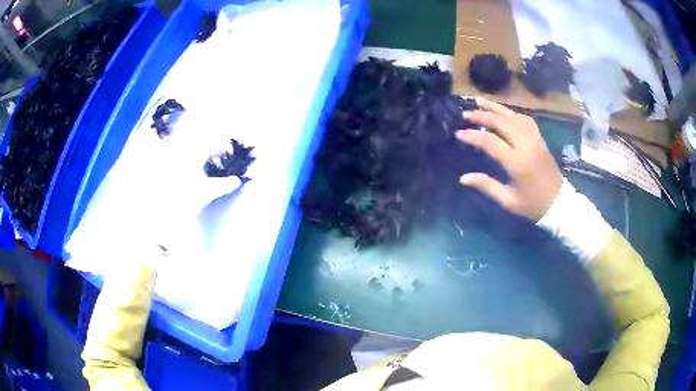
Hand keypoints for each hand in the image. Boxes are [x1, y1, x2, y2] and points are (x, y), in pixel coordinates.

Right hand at [456, 98, 561, 220]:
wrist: (559, 202)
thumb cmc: (533, 205)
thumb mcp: (509, 201)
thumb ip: (487, 186)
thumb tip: (463, 178)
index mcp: (517, 163)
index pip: (490, 142)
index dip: (473, 135)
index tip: (459, 133)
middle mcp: (526, 145)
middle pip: (501, 122)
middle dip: (482, 115)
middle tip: (466, 114)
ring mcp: (535, 139)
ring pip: (513, 116)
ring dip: (495, 107)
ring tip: (479, 101)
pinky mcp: (540, 138)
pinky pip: (525, 119)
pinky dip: (511, 112)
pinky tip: (503, 111)